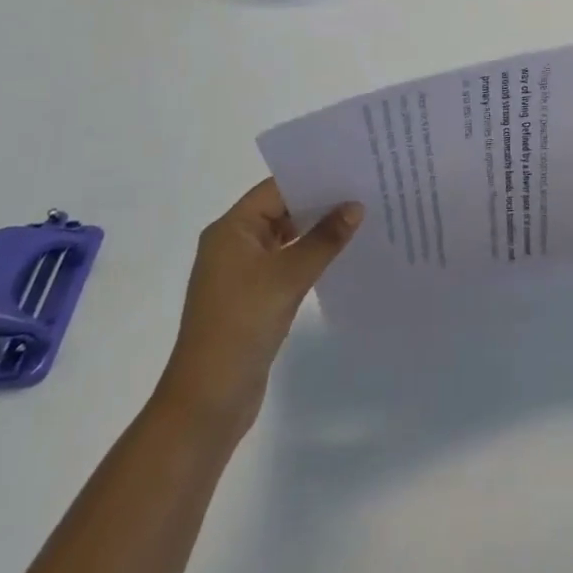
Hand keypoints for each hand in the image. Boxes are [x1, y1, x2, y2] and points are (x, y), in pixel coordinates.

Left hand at [152, 179, 362, 439]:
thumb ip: (324, 239)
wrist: (208, 400)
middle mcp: (233, 245)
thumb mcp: (287, 277)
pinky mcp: (253, 298)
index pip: (276, 189)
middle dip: (320, 204)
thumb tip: (355, 207)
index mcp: (231, 230)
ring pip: (286, 239)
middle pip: (281, 211)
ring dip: (317, 233)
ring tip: (361, 220)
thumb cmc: (241, 325)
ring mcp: (242, 273)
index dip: (313, 179)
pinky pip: (286, 264)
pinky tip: (341, 257)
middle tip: (364, 192)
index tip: (352, 172)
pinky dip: (310, 258)